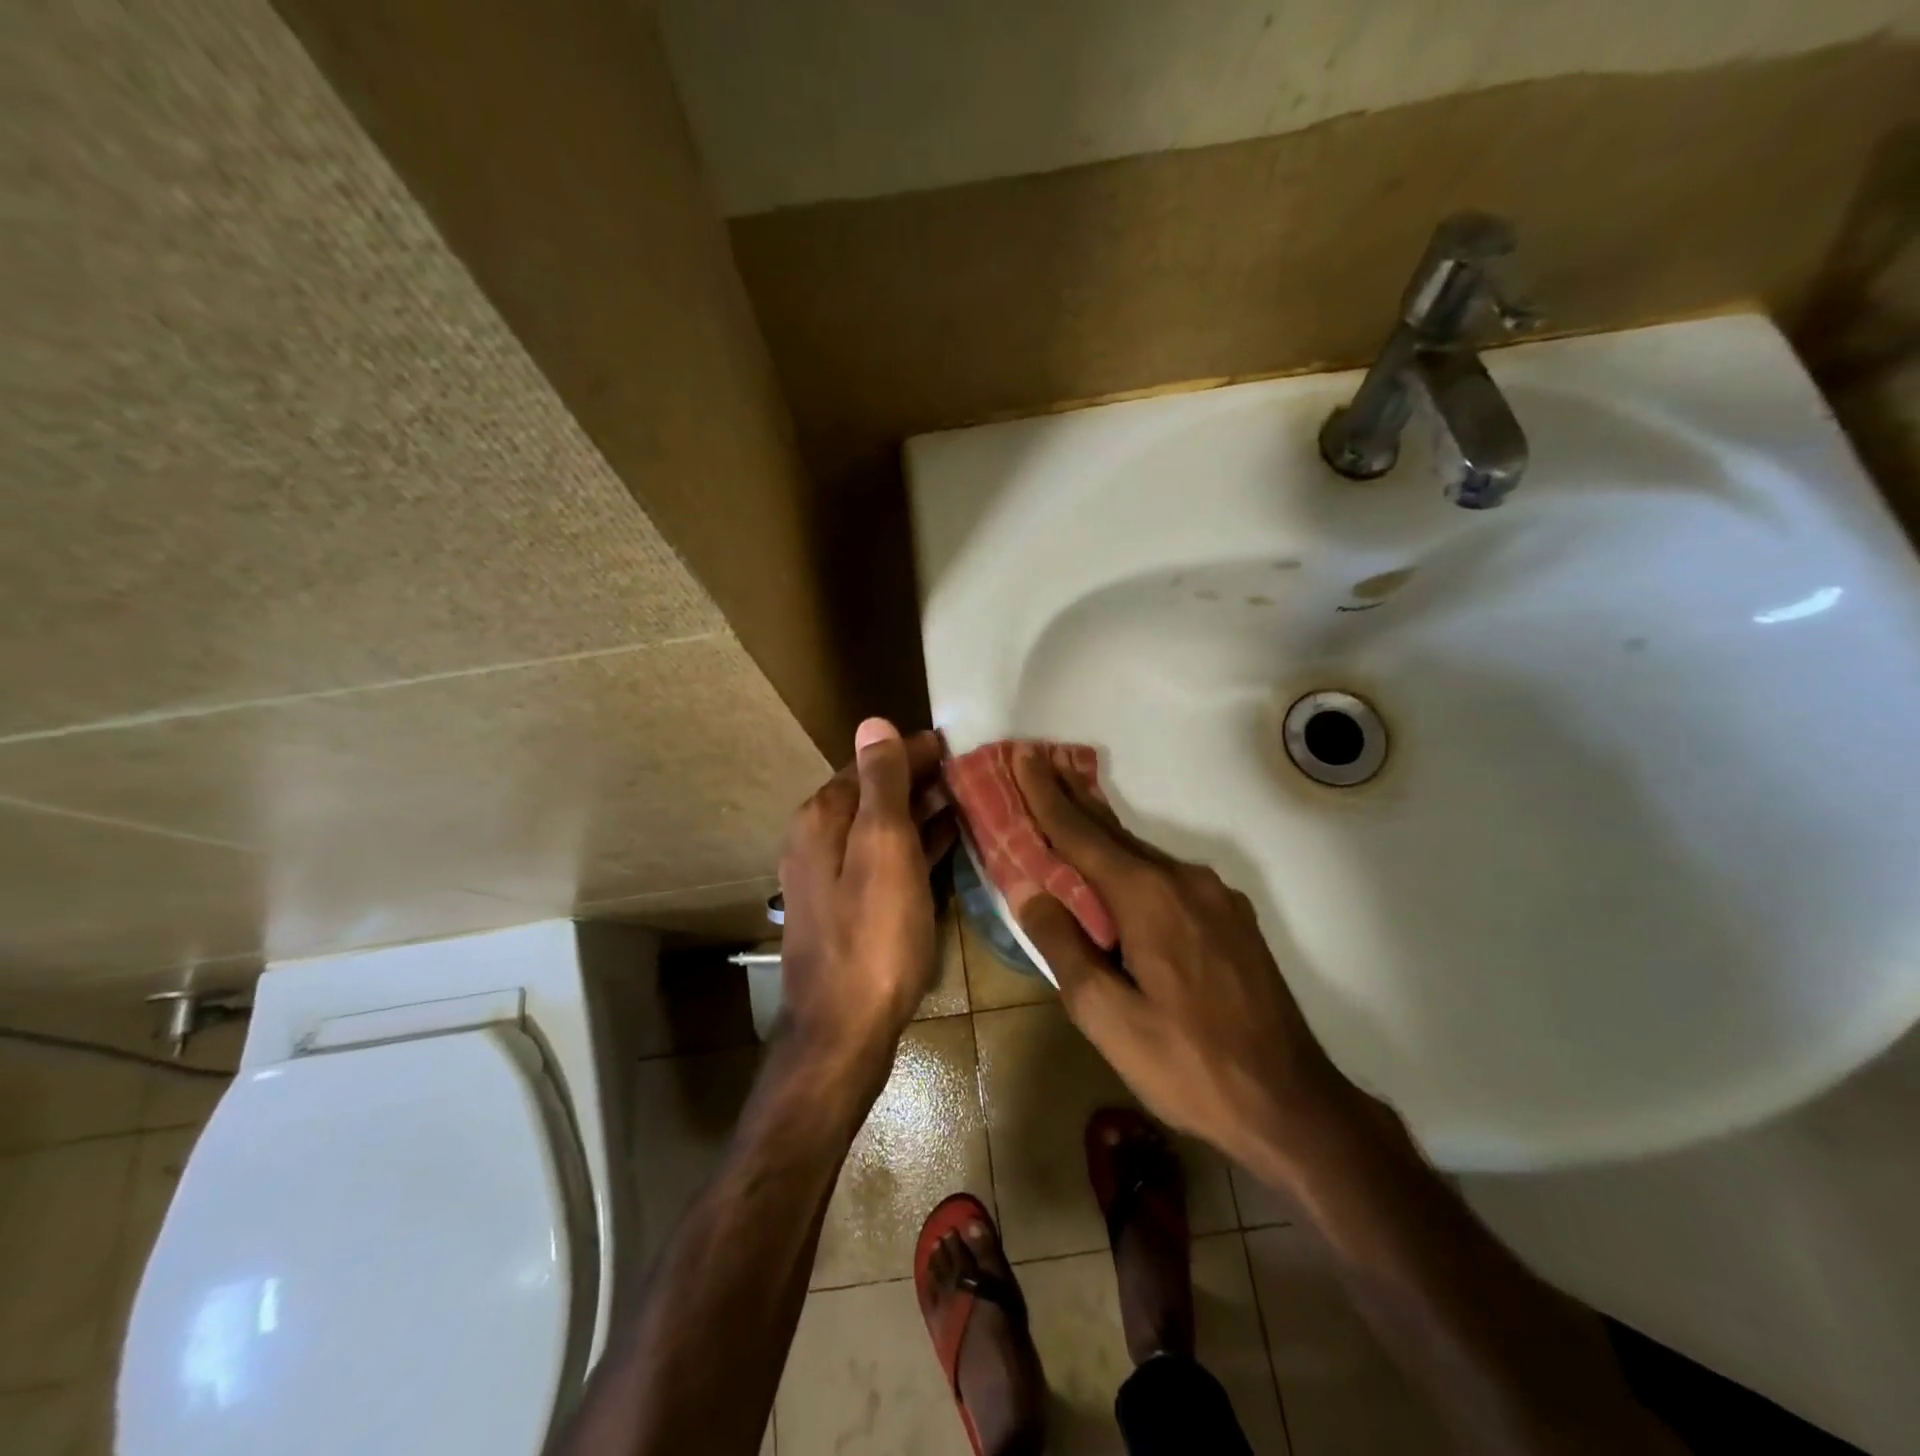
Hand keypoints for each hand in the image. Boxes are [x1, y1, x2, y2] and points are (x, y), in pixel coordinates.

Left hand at [778, 719, 955, 1080]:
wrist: (844, 1029)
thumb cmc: (873, 934)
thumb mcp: (883, 847)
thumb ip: (882, 783)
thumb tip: (874, 723)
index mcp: (823, 818)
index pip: (871, 764)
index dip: (912, 751)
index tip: (956, 743)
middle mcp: (819, 840)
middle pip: (874, 794)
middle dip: (917, 779)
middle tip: (969, 771)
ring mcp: (832, 877)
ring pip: (881, 827)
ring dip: (919, 811)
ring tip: (965, 800)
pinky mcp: (850, 908)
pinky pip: (885, 860)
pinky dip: (914, 845)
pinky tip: (944, 843)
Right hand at [1009, 745, 1368, 1172]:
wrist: (1292, 1103)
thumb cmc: (1188, 1064)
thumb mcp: (1108, 1017)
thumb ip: (1065, 947)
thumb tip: (1031, 891)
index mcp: (1147, 897)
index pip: (1081, 833)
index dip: (1045, 794)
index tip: (1022, 754)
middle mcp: (1183, 879)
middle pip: (1113, 832)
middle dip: (1071, 799)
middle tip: (1039, 764)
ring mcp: (1215, 896)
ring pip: (1143, 854)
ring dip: (1102, 833)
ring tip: (1070, 810)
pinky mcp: (1232, 917)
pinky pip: (1168, 875)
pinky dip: (1133, 863)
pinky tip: (1122, 874)